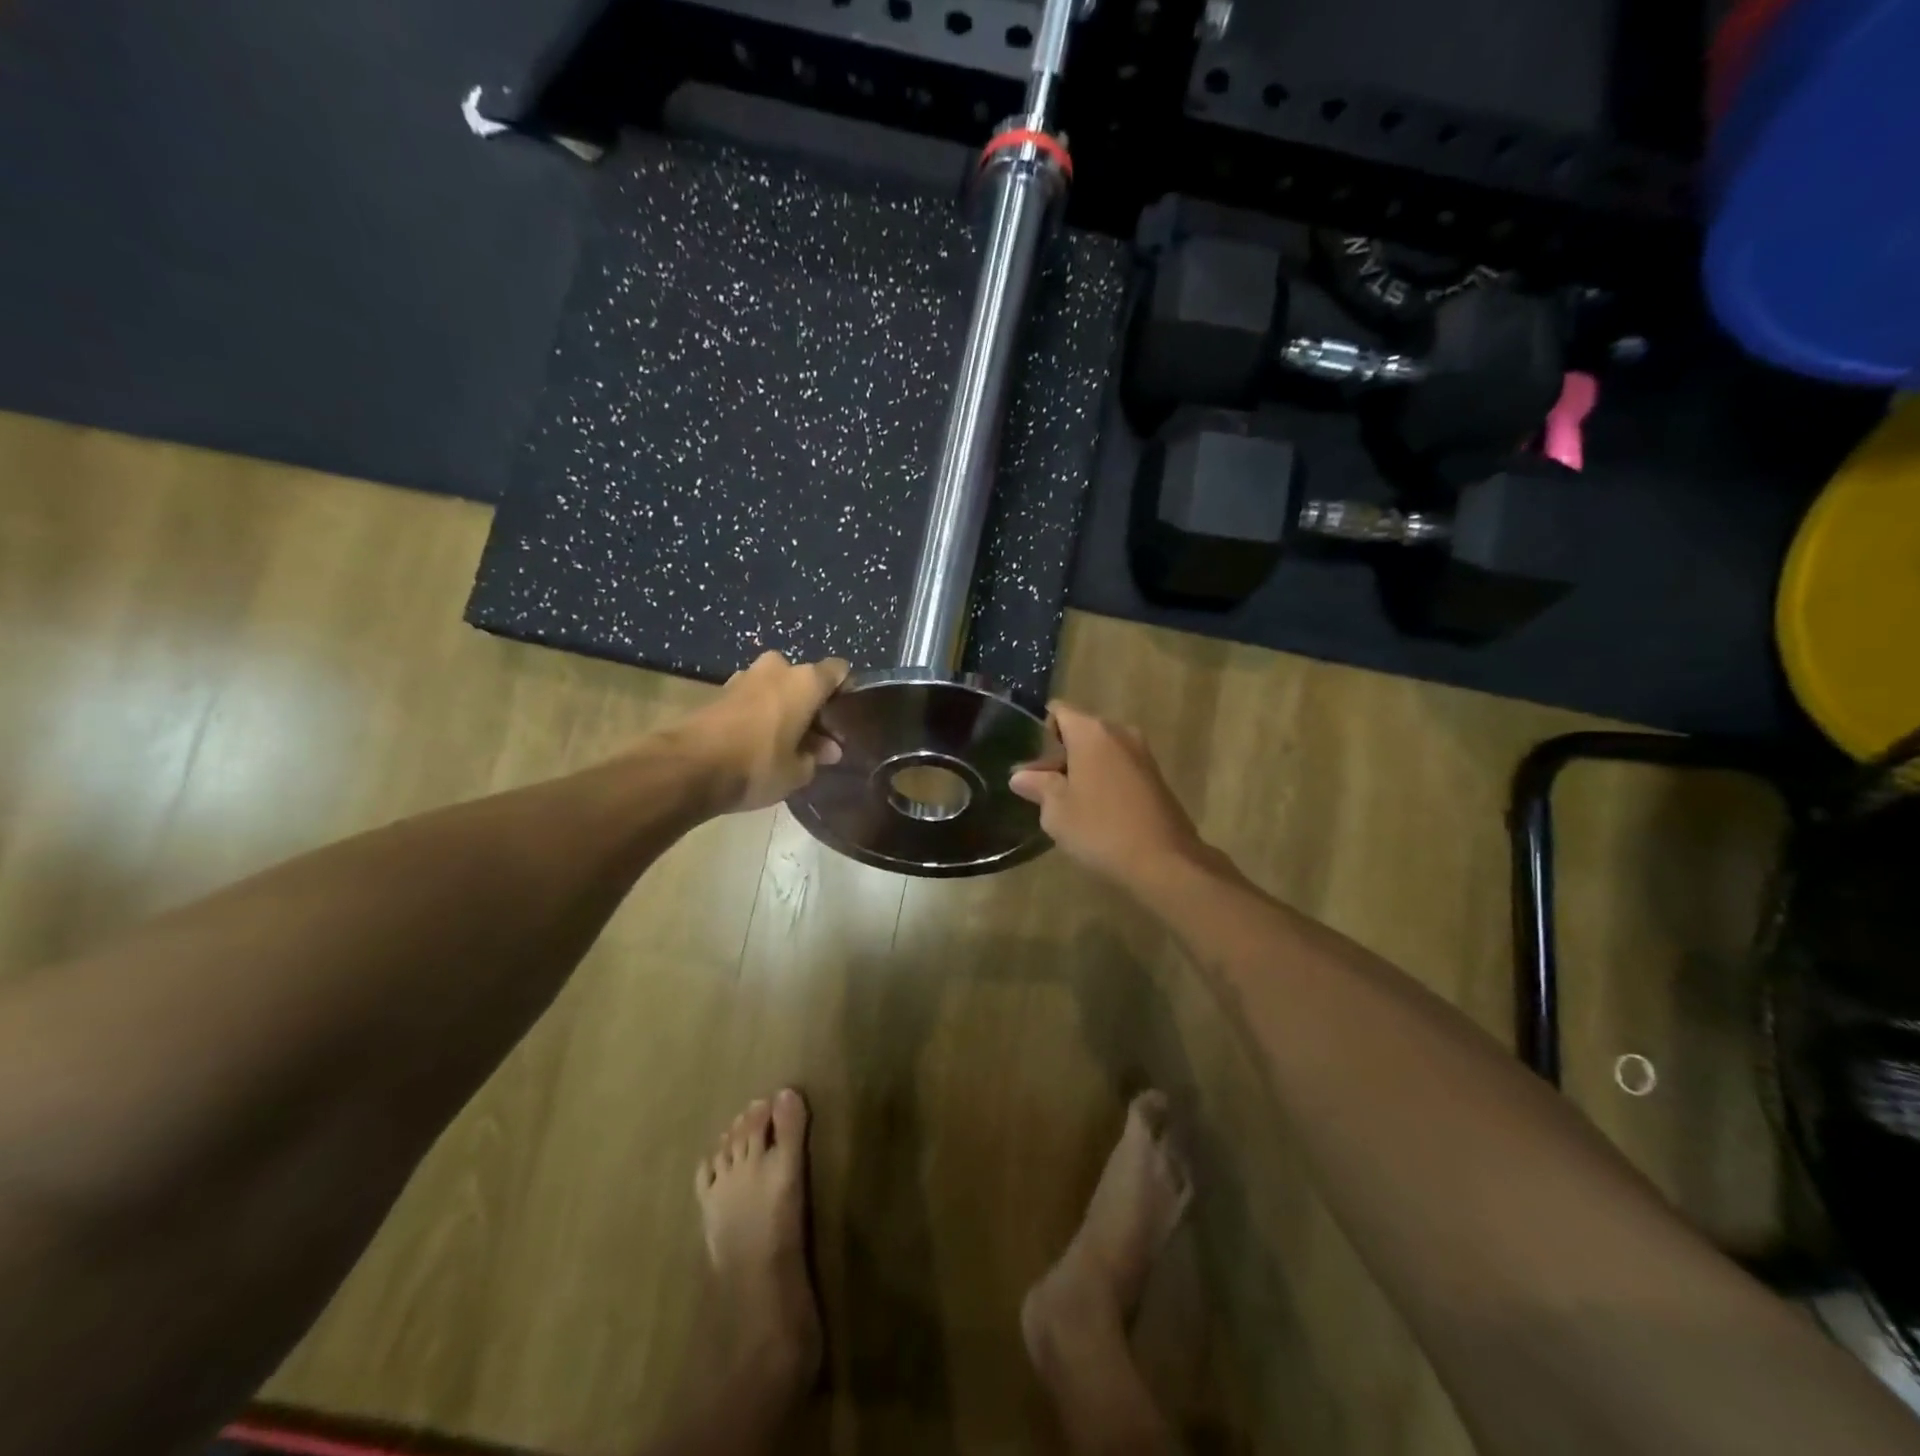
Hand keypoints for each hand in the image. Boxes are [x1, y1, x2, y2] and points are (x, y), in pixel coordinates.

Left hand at [667, 652, 848, 814]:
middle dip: (811, 704)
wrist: (688, 767)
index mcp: (805, 681)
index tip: (844, 720)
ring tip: (786, 742)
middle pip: (805, 680)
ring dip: (784, 708)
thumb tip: (828, 749)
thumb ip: (818, 756)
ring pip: (777, 688)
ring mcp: (745, 676)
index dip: (845, 693)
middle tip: (814, 737)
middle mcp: (777, 669)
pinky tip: (759, 742)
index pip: (839, 671)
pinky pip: (753, 698)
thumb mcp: (798, 771)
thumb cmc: (757, 765)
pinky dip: (760, 714)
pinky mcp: (720, 691)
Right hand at [1009, 702, 1211, 888]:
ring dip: (1082, 769)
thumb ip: (1038, 786)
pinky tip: (1094, 811)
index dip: (1040, 732)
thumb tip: (1020, 776)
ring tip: (1065, 803)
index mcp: (1091, 732)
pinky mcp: (1155, 777)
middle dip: (1059, 755)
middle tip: (1040, 788)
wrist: (1164, 861)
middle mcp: (1119, 733)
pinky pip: (1119, 767)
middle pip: (1080, 731)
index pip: (1059, 712)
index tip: (1030, 763)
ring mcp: (1142, 754)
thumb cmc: (1100, 829)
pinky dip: (1103, 780)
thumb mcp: (1057, 811)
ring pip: (1101, 751)